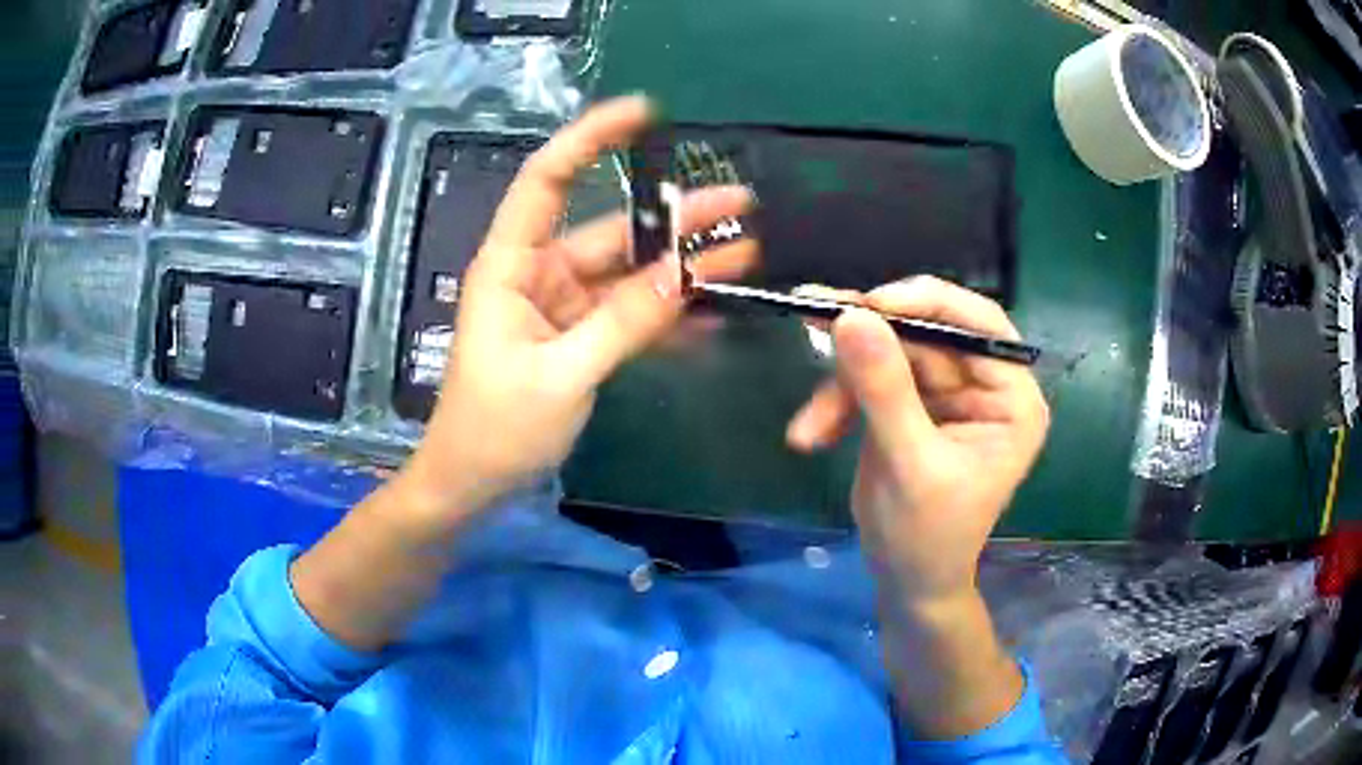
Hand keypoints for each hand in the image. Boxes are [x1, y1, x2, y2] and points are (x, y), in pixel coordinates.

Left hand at [401, 97, 755, 520]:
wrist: (472, 484)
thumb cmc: (495, 429)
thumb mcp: (561, 376)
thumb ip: (623, 323)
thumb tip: (683, 275)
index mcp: (513, 264)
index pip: (547, 179)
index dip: (591, 139)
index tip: (645, 115)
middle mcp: (539, 273)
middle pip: (612, 228)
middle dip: (675, 216)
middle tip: (741, 204)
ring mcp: (563, 306)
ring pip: (630, 273)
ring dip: (683, 268)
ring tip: (745, 254)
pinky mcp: (579, 338)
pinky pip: (629, 315)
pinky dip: (667, 316)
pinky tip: (715, 314)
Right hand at [786, 277, 1048, 605]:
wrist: (906, 581)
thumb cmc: (927, 536)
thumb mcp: (909, 465)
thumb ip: (884, 390)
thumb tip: (852, 316)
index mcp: (1012, 399)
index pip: (980, 325)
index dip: (928, 303)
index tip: (869, 303)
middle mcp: (985, 385)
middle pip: (927, 333)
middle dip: (869, 343)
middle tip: (814, 323)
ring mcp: (946, 393)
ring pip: (889, 353)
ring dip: (842, 385)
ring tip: (809, 428)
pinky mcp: (911, 403)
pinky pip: (870, 379)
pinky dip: (837, 402)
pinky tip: (812, 434)